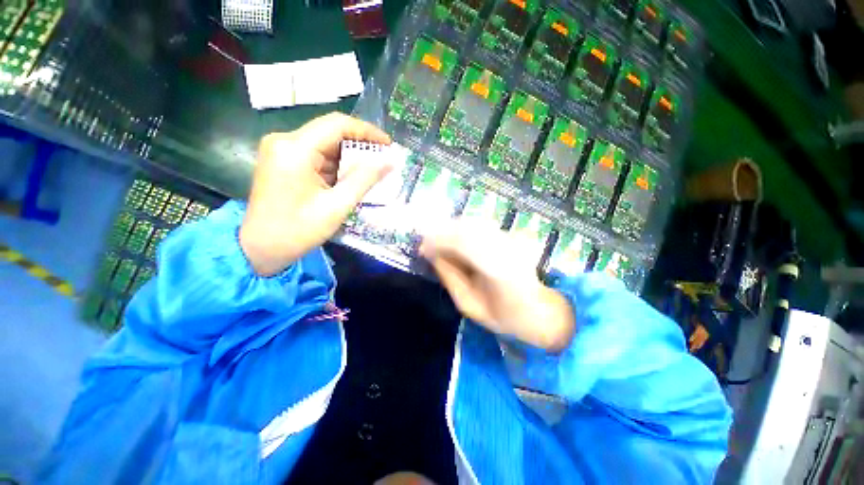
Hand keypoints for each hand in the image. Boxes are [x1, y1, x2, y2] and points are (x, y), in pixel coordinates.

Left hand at [240, 113, 391, 275]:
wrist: (260, 249)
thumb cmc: (298, 230)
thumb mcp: (337, 206)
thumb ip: (365, 180)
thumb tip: (389, 162)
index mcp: (295, 148)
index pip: (337, 124)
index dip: (367, 131)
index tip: (388, 144)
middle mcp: (284, 141)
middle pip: (330, 132)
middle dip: (359, 146)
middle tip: (382, 160)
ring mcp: (280, 150)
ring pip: (324, 144)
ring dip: (348, 157)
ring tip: (370, 172)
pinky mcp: (282, 161)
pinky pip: (315, 155)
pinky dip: (335, 165)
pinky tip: (348, 179)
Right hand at [420, 220, 574, 352]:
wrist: (538, 310)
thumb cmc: (502, 315)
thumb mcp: (468, 304)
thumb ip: (449, 277)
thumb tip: (431, 255)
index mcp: (499, 270)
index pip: (464, 243)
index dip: (439, 242)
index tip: (422, 248)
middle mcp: (508, 248)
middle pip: (469, 228)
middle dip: (443, 232)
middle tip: (426, 244)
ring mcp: (513, 240)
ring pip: (475, 224)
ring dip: (452, 230)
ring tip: (437, 242)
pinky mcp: (512, 236)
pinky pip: (481, 227)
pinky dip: (463, 230)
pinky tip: (454, 240)